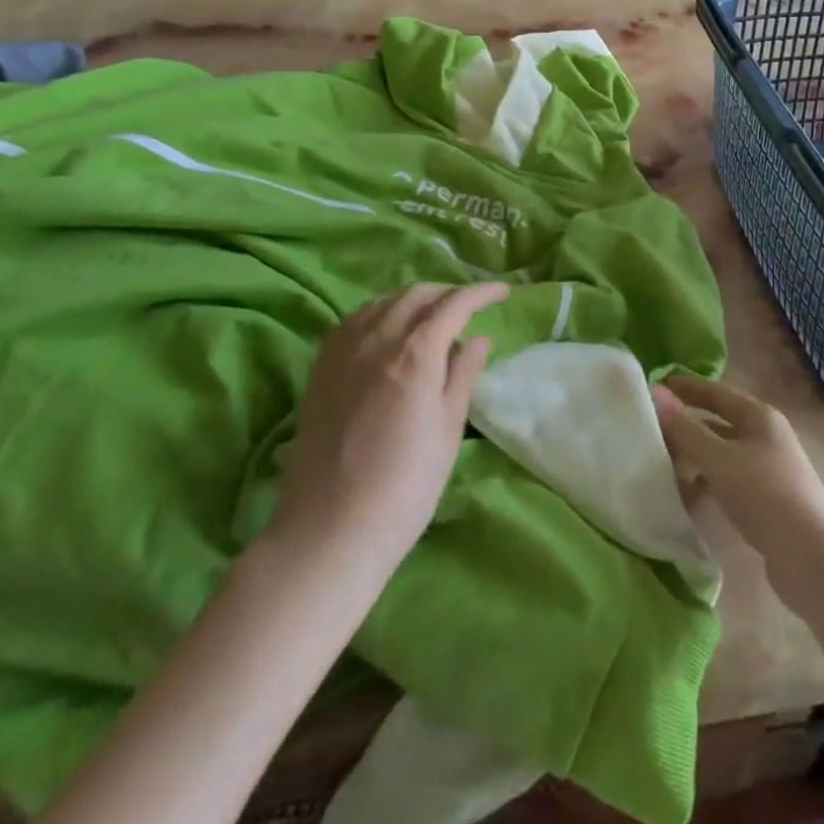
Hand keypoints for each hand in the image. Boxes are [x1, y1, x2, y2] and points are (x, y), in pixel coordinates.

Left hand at [269, 282, 507, 569]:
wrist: (329, 530)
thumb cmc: (404, 486)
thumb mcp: (448, 430)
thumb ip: (463, 375)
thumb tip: (477, 339)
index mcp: (415, 352)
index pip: (454, 304)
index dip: (482, 293)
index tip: (503, 292)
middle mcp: (376, 339)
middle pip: (416, 295)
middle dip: (447, 294)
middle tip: (469, 310)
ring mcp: (343, 351)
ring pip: (383, 302)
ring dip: (413, 300)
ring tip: (431, 318)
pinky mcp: (320, 368)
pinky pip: (354, 320)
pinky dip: (380, 313)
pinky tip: (387, 333)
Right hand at [650, 376, 823, 596]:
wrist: (813, 560)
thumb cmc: (766, 495)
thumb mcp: (720, 459)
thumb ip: (685, 429)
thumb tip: (655, 393)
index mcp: (759, 417)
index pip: (716, 392)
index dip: (686, 388)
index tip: (654, 385)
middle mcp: (764, 437)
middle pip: (717, 424)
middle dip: (685, 426)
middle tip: (647, 428)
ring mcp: (766, 471)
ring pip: (720, 455)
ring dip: (692, 458)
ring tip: (657, 463)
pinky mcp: (764, 503)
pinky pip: (726, 483)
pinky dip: (705, 484)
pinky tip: (683, 495)